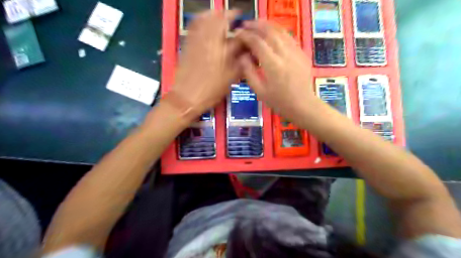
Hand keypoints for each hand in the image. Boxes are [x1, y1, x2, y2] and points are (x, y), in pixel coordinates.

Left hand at [171, 11, 241, 116]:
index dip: (241, 25)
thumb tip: (247, 51)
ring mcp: (195, 41)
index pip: (234, 32)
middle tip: (233, 17)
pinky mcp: (187, 45)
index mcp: (221, 49)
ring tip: (219, 16)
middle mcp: (208, 40)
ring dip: (213, 14)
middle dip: (226, 15)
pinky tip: (204, 23)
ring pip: (204, 19)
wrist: (186, 98)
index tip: (244, 22)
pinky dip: (200, 20)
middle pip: (217, 19)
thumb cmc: (210, 91)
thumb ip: (240, 63)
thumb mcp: (230, 79)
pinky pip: (193, 26)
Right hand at [235, 20, 317, 122]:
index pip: (257, 42)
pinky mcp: (302, 53)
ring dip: (267, 26)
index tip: (238, 34)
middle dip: (256, 25)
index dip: (246, 36)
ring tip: (257, 25)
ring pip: (281, 31)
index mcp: (272, 65)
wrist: (303, 105)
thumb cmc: (279, 102)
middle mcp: (285, 54)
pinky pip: (289, 37)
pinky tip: (273, 34)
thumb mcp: (260, 91)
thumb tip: (242, 57)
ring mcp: (296, 52)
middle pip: (269, 31)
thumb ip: (249, 72)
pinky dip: (278, 32)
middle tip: (246, 25)